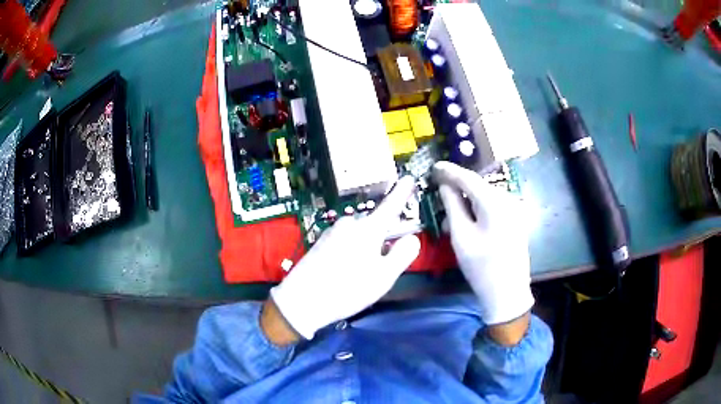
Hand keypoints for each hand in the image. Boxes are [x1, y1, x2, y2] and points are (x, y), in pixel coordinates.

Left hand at [270, 176, 420, 339]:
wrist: (301, 301)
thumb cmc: (347, 289)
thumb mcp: (383, 277)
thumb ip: (402, 255)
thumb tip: (411, 238)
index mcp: (367, 229)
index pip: (390, 206)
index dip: (402, 193)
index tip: (408, 178)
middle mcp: (349, 225)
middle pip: (375, 225)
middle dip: (383, 239)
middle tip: (383, 266)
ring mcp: (332, 232)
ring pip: (359, 236)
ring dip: (367, 249)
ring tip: (362, 275)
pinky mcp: (321, 243)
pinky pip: (345, 242)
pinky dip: (352, 253)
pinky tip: (346, 273)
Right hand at [433, 161, 533, 329]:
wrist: (508, 292)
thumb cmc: (481, 267)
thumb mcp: (461, 236)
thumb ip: (453, 206)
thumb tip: (445, 186)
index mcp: (495, 203)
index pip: (469, 178)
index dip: (450, 171)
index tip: (433, 167)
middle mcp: (508, 201)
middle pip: (479, 186)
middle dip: (458, 186)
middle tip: (438, 188)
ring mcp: (514, 210)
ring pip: (485, 196)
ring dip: (467, 199)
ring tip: (449, 210)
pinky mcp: (515, 220)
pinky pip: (493, 206)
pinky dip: (477, 207)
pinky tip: (467, 218)